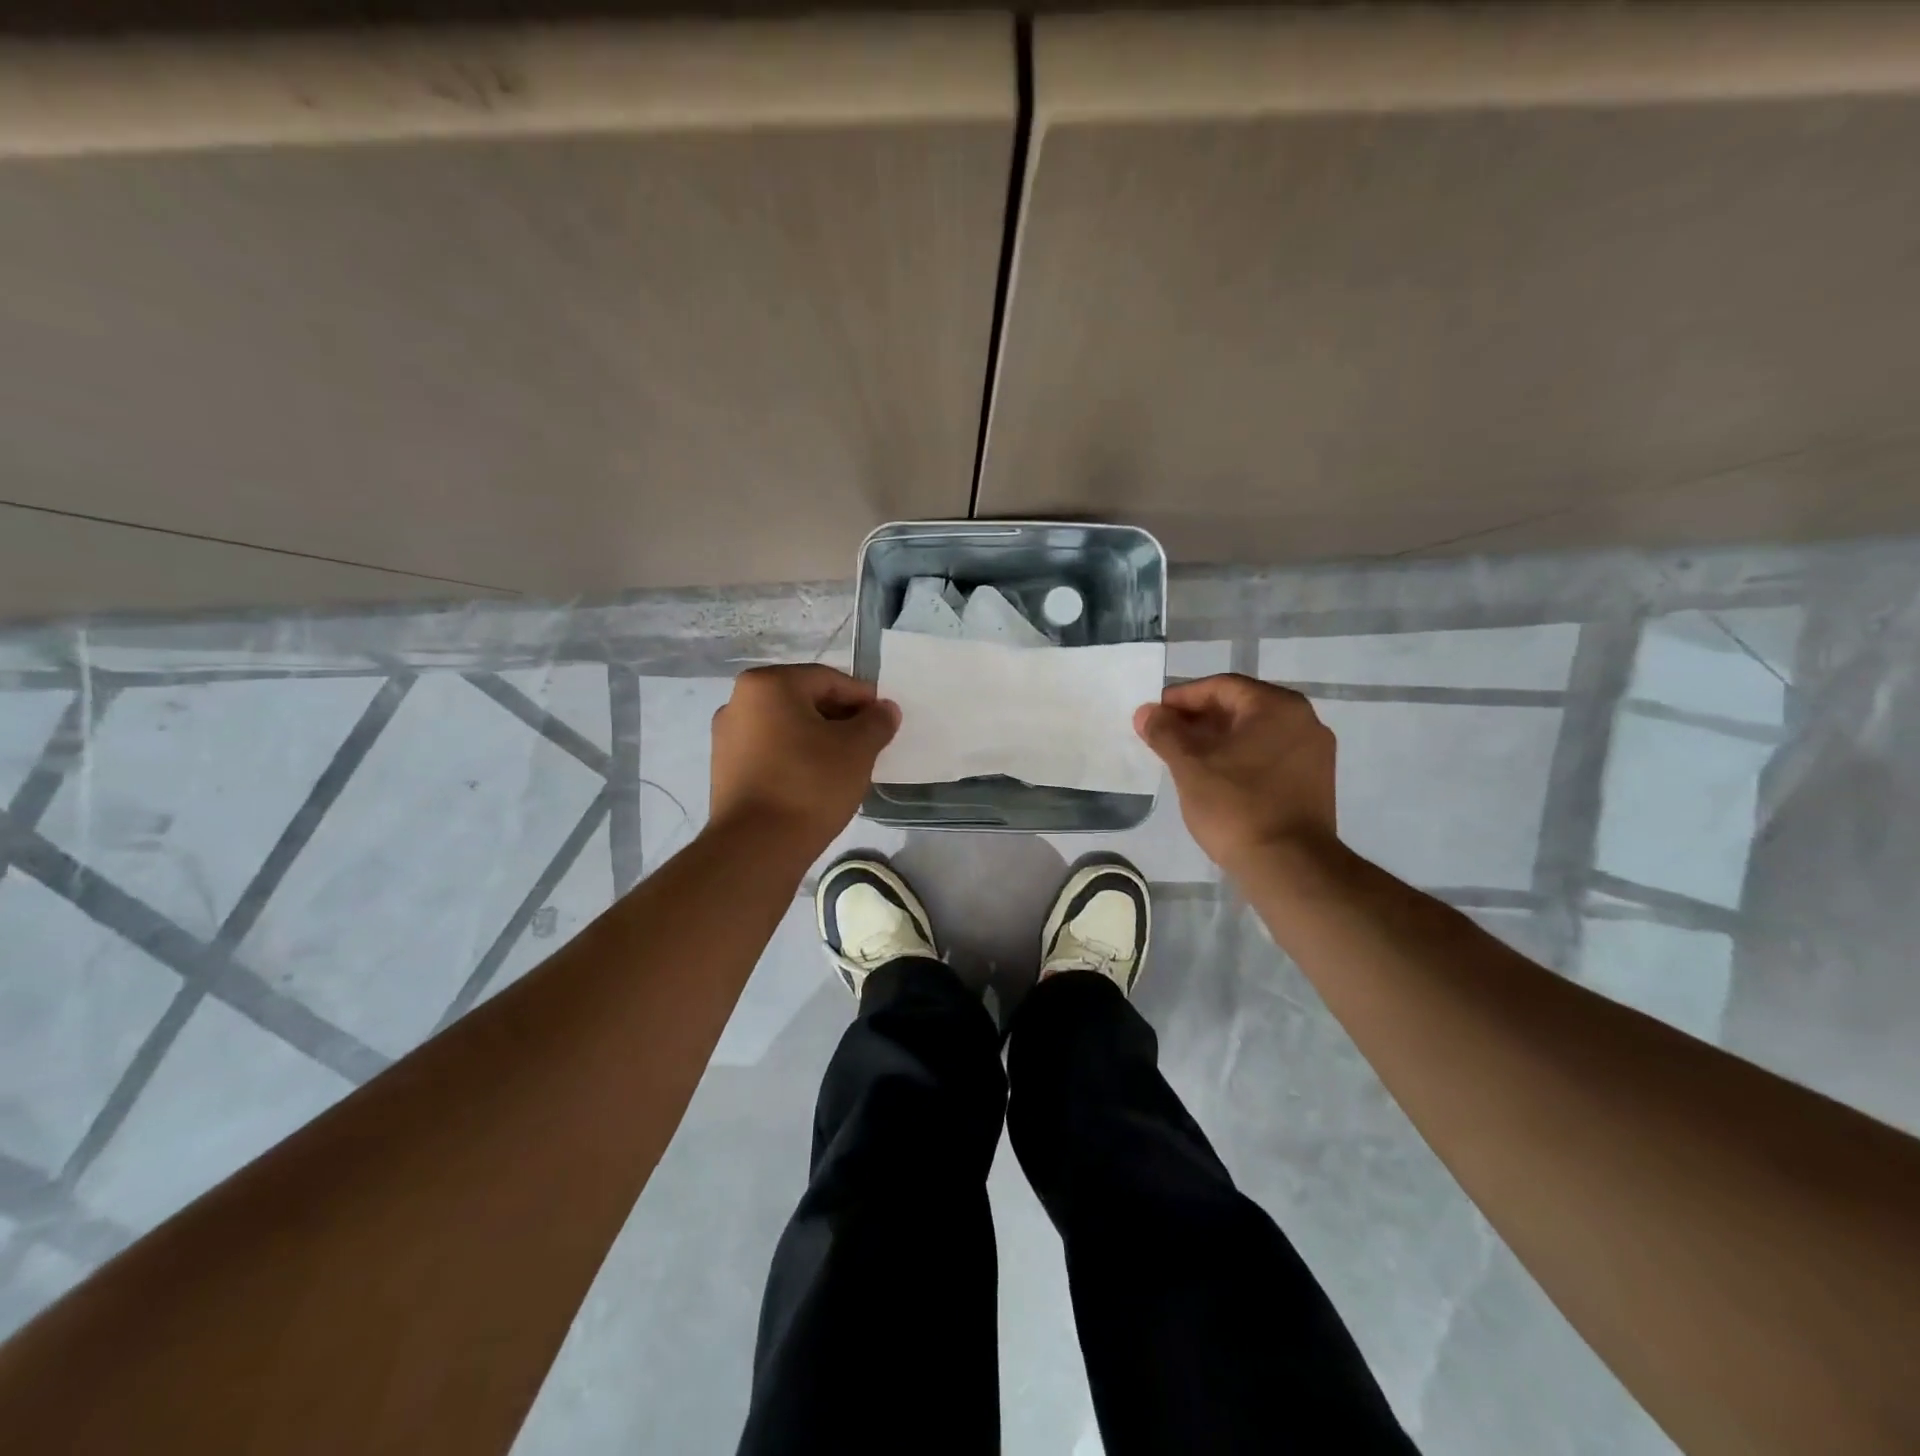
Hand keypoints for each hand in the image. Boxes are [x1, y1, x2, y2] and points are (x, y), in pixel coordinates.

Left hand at [709, 665, 899, 848]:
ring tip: (845, 765)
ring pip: (787, 727)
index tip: (885, 721)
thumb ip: (876, 722)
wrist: (756, 847)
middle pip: (804, 700)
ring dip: (818, 739)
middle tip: (869, 743)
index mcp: (768, 684)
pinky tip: (816, 780)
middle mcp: (739, 701)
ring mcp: (727, 737)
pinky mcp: (725, 769)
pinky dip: (796, 757)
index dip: (863, 698)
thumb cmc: (810, 784)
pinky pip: (770, 751)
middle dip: (840, 718)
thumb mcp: (857, 749)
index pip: (828, 679)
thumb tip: (885, 710)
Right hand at [1134, 674, 1337, 873]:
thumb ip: (1165, 733)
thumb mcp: (1190, 766)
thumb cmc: (1236, 806)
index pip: (1222, 687)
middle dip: (1198, 719)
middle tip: (1164, 735)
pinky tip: (1213, 776)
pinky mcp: (1313, 782)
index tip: (1154, 714)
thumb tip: (1146, 712)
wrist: (1289, 867)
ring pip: (1255, 733)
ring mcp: (1313, 753)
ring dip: (1217, 739)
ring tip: (1182, 756)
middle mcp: (1304, 721)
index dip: (1182, 697)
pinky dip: (1238, 757)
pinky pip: (1268, 755)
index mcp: (1278, 707)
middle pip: (1240, 707)